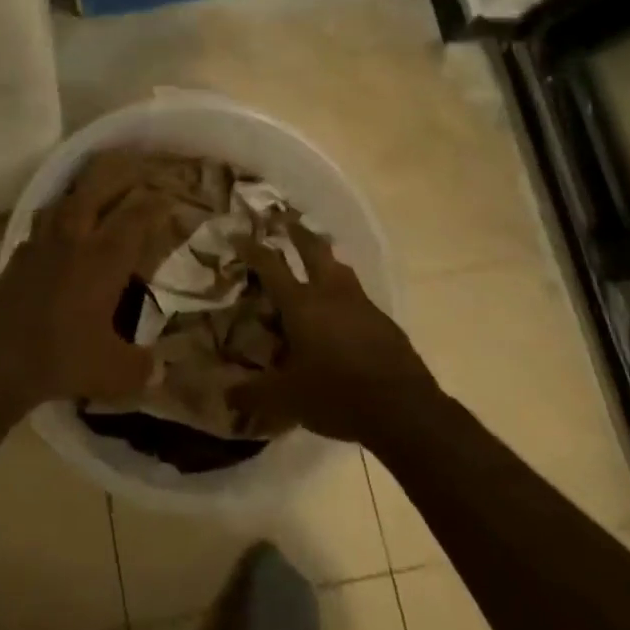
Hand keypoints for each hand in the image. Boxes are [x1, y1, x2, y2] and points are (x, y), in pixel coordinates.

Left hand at [0, 150, 190, 407]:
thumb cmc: (63, 357)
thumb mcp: (115, 372)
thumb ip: (142, 367)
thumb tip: (159, 370)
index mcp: (104, 257)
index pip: (136, 216)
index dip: (156, 204)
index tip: (169, 199)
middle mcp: (75, 238)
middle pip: (97, 191)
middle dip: (118, 178)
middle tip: (135, 174)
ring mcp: (42, 243)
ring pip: (65, 201)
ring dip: (83, 194)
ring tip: (95, 197)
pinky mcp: (18, 256)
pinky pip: (42, 224)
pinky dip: (56, 220)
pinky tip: (58, 235)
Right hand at [231, 223, 436, 444]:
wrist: (404, 409)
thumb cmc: (337, 394)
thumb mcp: (287, 399)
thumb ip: (253, 394)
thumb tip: (225, 396)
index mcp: (302, 304)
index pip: (271, 265)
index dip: (253, 248)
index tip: (240, 234)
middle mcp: (330, 293)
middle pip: (313, 249)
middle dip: (297, 232)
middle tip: (285, 220)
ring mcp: (361, 304)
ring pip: (340, 268)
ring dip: (325, 257)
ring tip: (317, 257)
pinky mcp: (383, 321)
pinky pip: (357, 295)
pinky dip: (344, 291)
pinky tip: (342, 309)